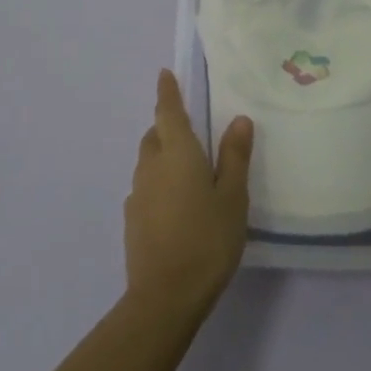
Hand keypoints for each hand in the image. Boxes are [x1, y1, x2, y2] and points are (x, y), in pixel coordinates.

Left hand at [124, 71, 253, 321]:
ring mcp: (137, 193)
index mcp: (177, 153)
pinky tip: (173, 203)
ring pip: (147, 161)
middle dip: (166, 126)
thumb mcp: (233, 196)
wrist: (164, 296)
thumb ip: (235, 156)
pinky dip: (157, 183)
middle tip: (187, 128)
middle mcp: (151, 166)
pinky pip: (145, 187)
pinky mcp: (131, 219)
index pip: (168, 111)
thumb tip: (239, 119)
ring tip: (185, 168)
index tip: (164, 74)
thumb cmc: (207, 239)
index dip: (167, 92)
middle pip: (154, 135)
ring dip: (161, 155)